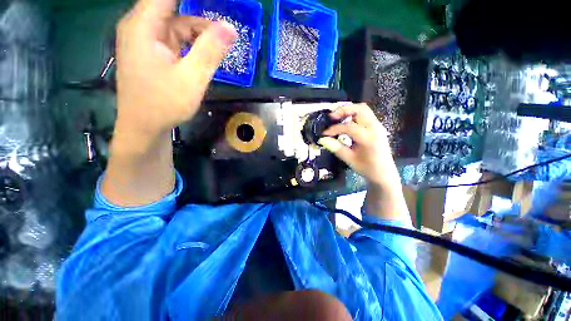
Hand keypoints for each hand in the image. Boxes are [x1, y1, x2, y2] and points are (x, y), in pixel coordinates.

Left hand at [102, 0, 236, 206]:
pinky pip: (175, 37)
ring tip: (220, 44)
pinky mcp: (153, 51)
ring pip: (176, 23)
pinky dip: (192, 43)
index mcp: (144, 25)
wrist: (144, 127)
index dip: (196, 1)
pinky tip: (205, 54)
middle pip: (173, 7)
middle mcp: (141, 25)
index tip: (218, 5)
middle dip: (200, 17)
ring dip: (199, 32)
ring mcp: (146, 39)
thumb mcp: (192, 79)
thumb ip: (210, 51)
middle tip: (222, 27)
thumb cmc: (164, 104)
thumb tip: (230, 28)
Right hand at [319, 103, 399, 188]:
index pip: (348, 127)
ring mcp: (377, 126)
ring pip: (363, 109)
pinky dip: (354, 115)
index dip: (334, 129)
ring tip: (337, 118)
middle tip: (331, 118)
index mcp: (368, 138)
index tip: (324, 133)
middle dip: (343, 110)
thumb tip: (323, 140)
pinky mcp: (377, 127)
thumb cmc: (367, 168)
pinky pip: (365, 115)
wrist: (384, 173)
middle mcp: (375, 128)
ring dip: (349, 111)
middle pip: (360, 109)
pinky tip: (346, 122)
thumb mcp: (350, 159)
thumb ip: (336, 148)